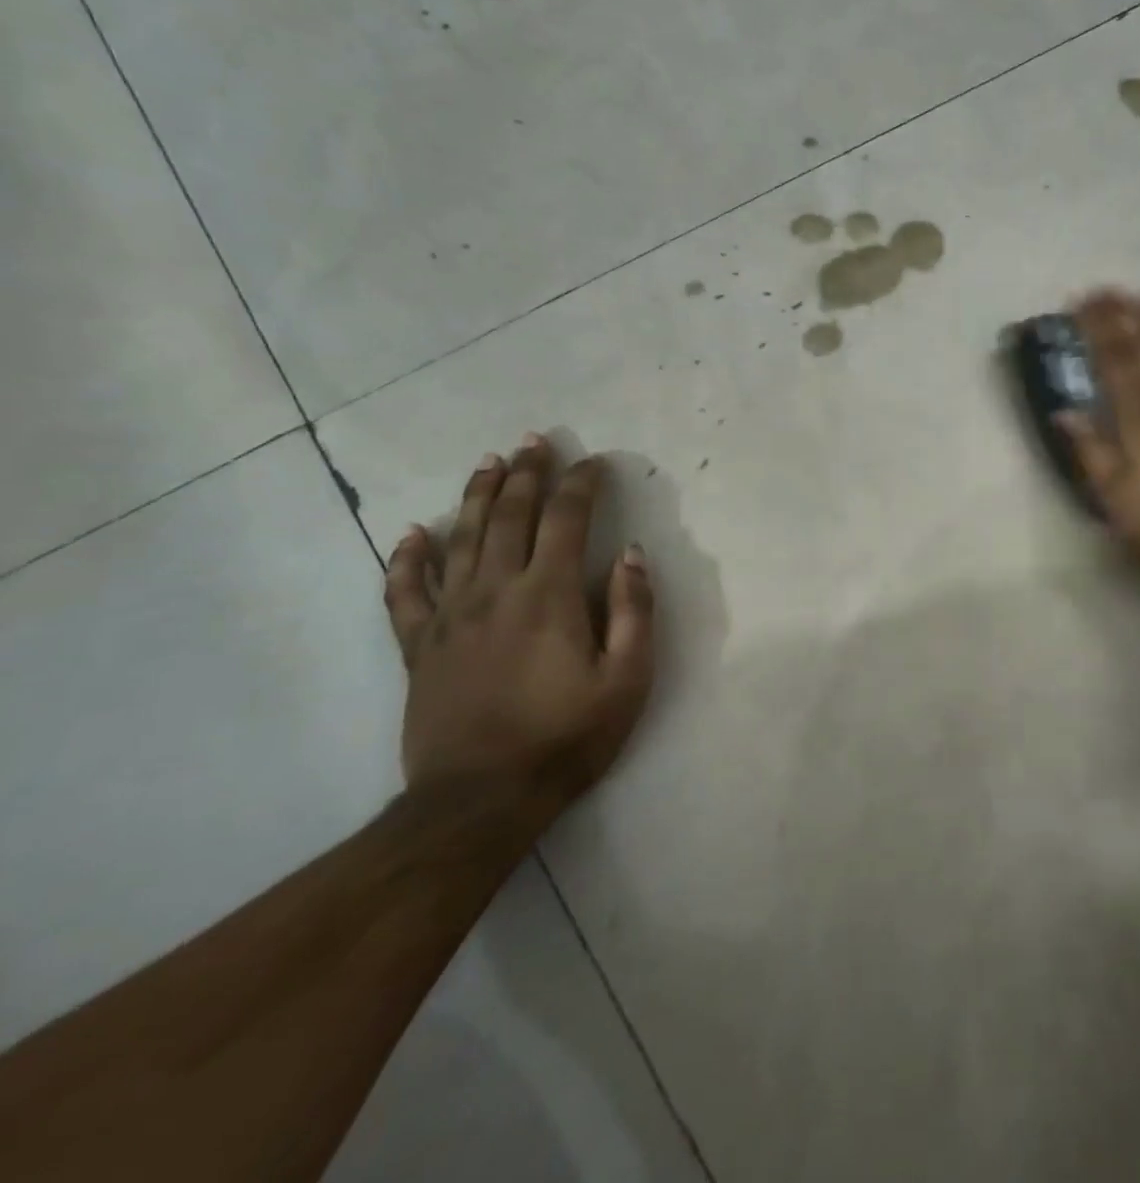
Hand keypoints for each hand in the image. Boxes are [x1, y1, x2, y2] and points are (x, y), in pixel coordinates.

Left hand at [384, 435, 653, 820]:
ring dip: (477, 496)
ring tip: (488, 462)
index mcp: (548, 595)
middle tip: (536, 440)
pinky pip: (405, 591)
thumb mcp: (627, 679)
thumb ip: (633, 610)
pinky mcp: (419, 646)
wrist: (480, 799)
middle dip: (526, 473)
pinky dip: (408, 558)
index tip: (594, 462)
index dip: (581, 484)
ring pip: (460, 539)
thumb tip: (631, 554)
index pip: (566, 519)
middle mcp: (495, 591)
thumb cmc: (567, 737)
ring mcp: (450, 616)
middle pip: (509, 515)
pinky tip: (412, 533)